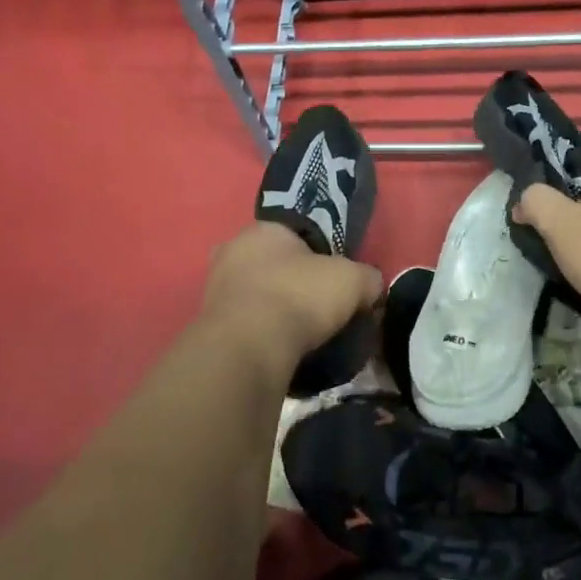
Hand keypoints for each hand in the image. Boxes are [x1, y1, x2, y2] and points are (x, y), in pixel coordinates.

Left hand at [199, 221, 382, 370]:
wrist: (249, 348)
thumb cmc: (300, 296)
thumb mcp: (353, 281)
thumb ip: (367, 278)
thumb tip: (371, 287)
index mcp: (262, 229)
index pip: (296, 234)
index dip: (320, 256)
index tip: (335, 280)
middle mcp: (231, 251)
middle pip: (273, 264)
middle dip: (294, 283)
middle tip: (319, 308)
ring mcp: (215, 288)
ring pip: (256, 294)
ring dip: (275, 310)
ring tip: (302, 335)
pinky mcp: (209, 324)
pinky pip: (244, 324)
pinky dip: (261, 334)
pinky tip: (281, 350)